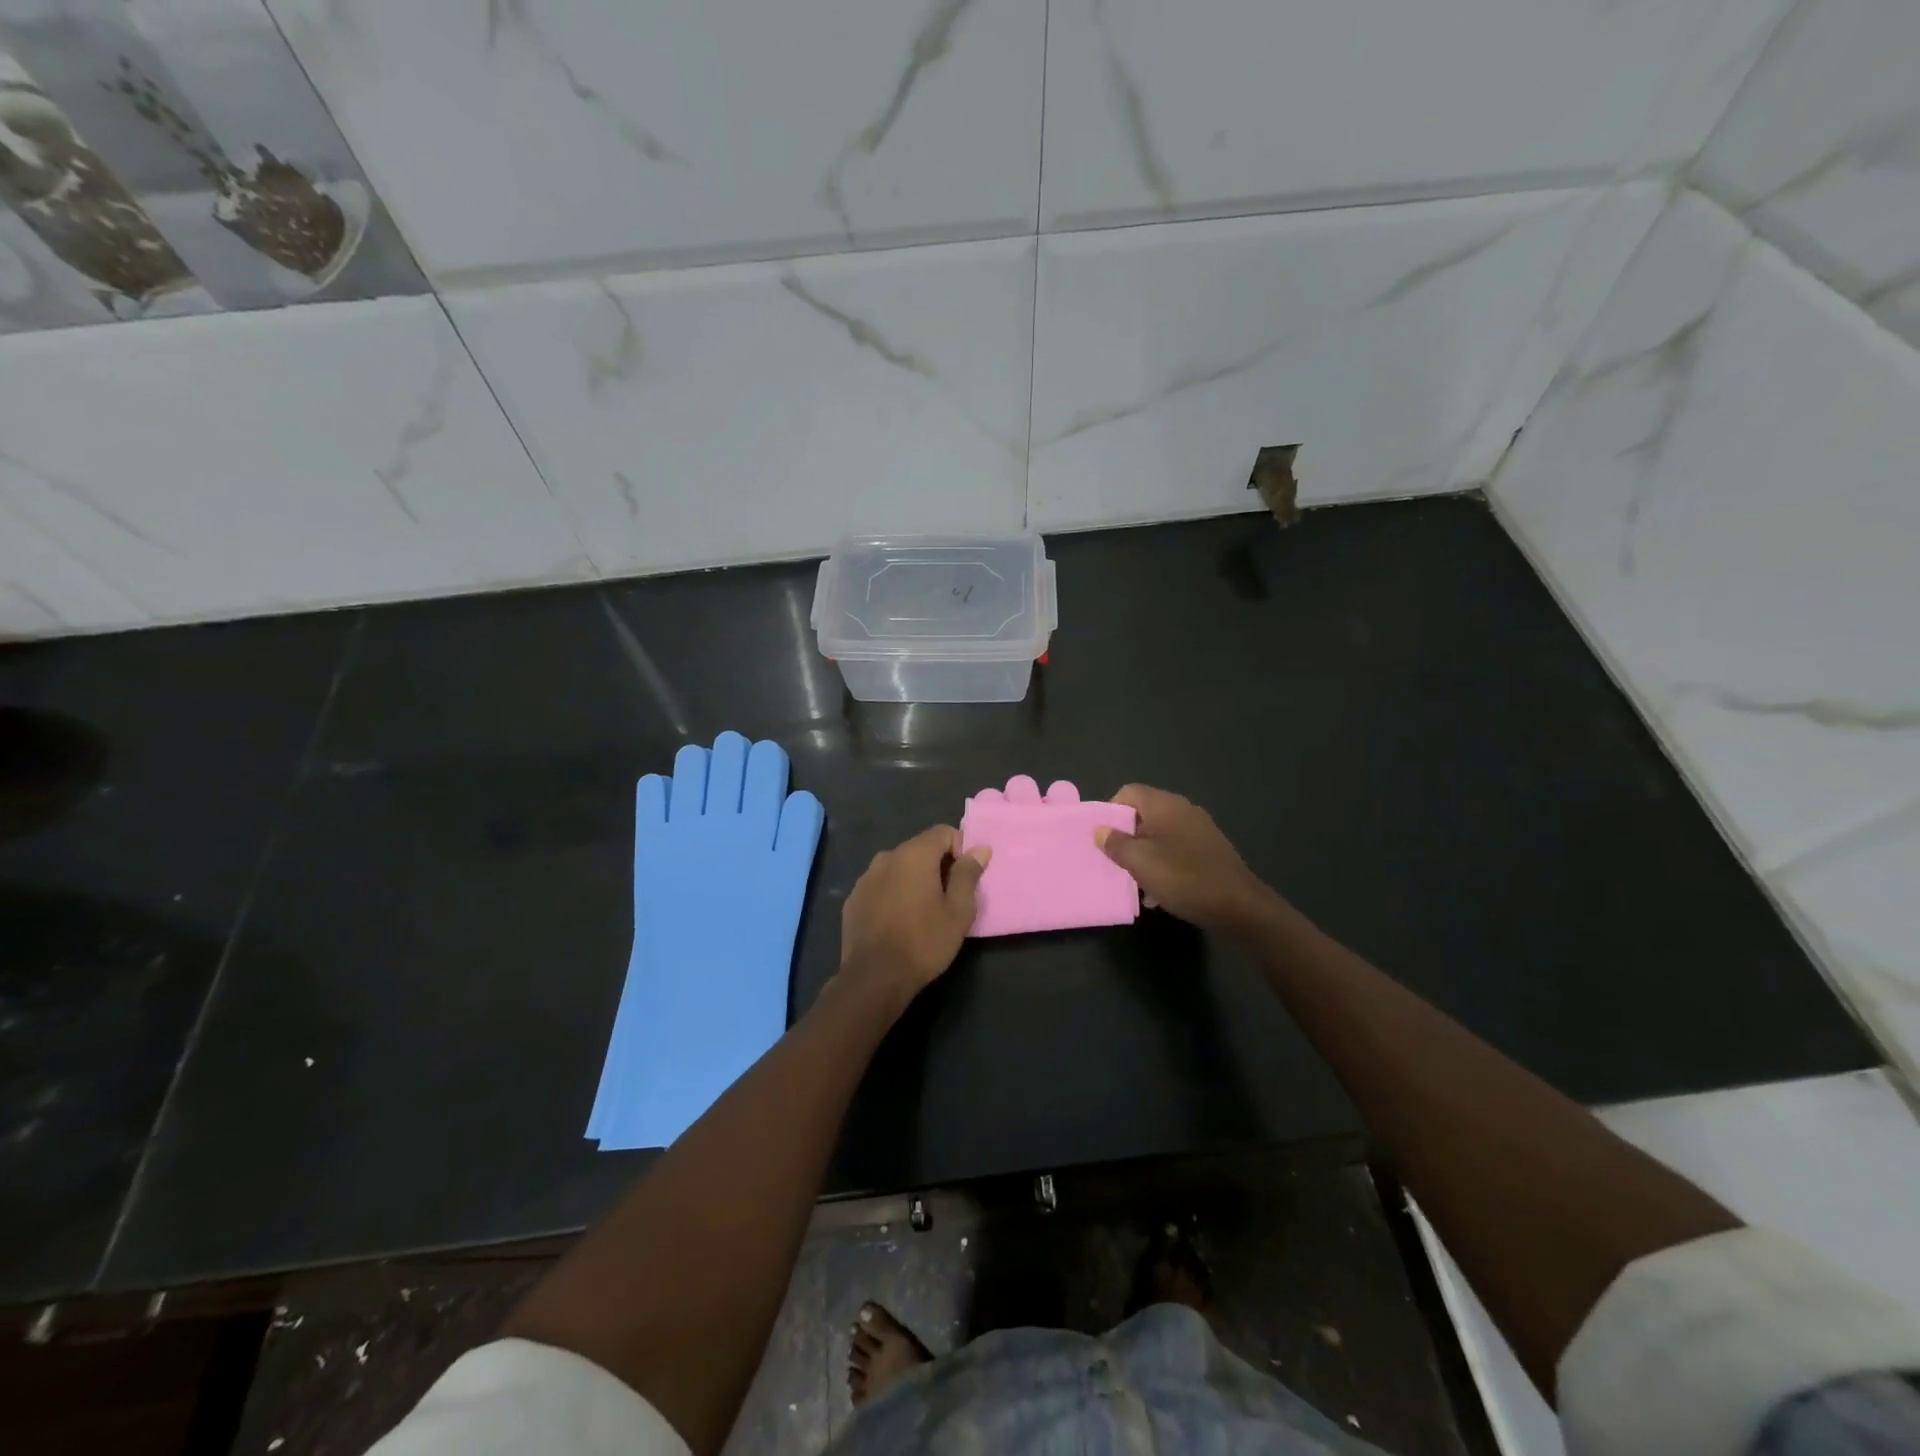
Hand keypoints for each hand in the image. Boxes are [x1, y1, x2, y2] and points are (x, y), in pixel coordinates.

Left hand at [837, 826, 988, 1005]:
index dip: (960, 849)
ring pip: (898, 868)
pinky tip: (897, 922)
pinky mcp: (852, 899)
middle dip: (937, 866)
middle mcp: (887, 857)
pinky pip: (880, 886)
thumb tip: (980, 849)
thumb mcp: (958, 911)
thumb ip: (968, 875)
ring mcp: (865, 878)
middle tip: (948, 898)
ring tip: (922, 912)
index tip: (965, 878)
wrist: (874, 977)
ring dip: (913, 880)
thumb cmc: (924, 941)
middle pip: (919, 848)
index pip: (943, 832)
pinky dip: (892, 895)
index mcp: (914, 854)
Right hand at [1094, 784, 1271, 933]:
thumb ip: (1115, 843)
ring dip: (1144, 854)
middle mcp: (1183, 810)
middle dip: (1126, 836)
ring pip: (1160, 834)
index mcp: (1165, 805)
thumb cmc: (1183, 878)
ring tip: (1135, 880)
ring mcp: (1200, 830)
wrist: (1239, 906)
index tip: (1103, 838)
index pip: (1129, 792)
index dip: (1110, 810)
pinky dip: (1163, 864)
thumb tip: (1100, 830)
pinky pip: (1177, 850)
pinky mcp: (1210, 851)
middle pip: (1144, 813)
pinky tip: (1159, 891)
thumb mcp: (1139, 862)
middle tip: (1114, 860)